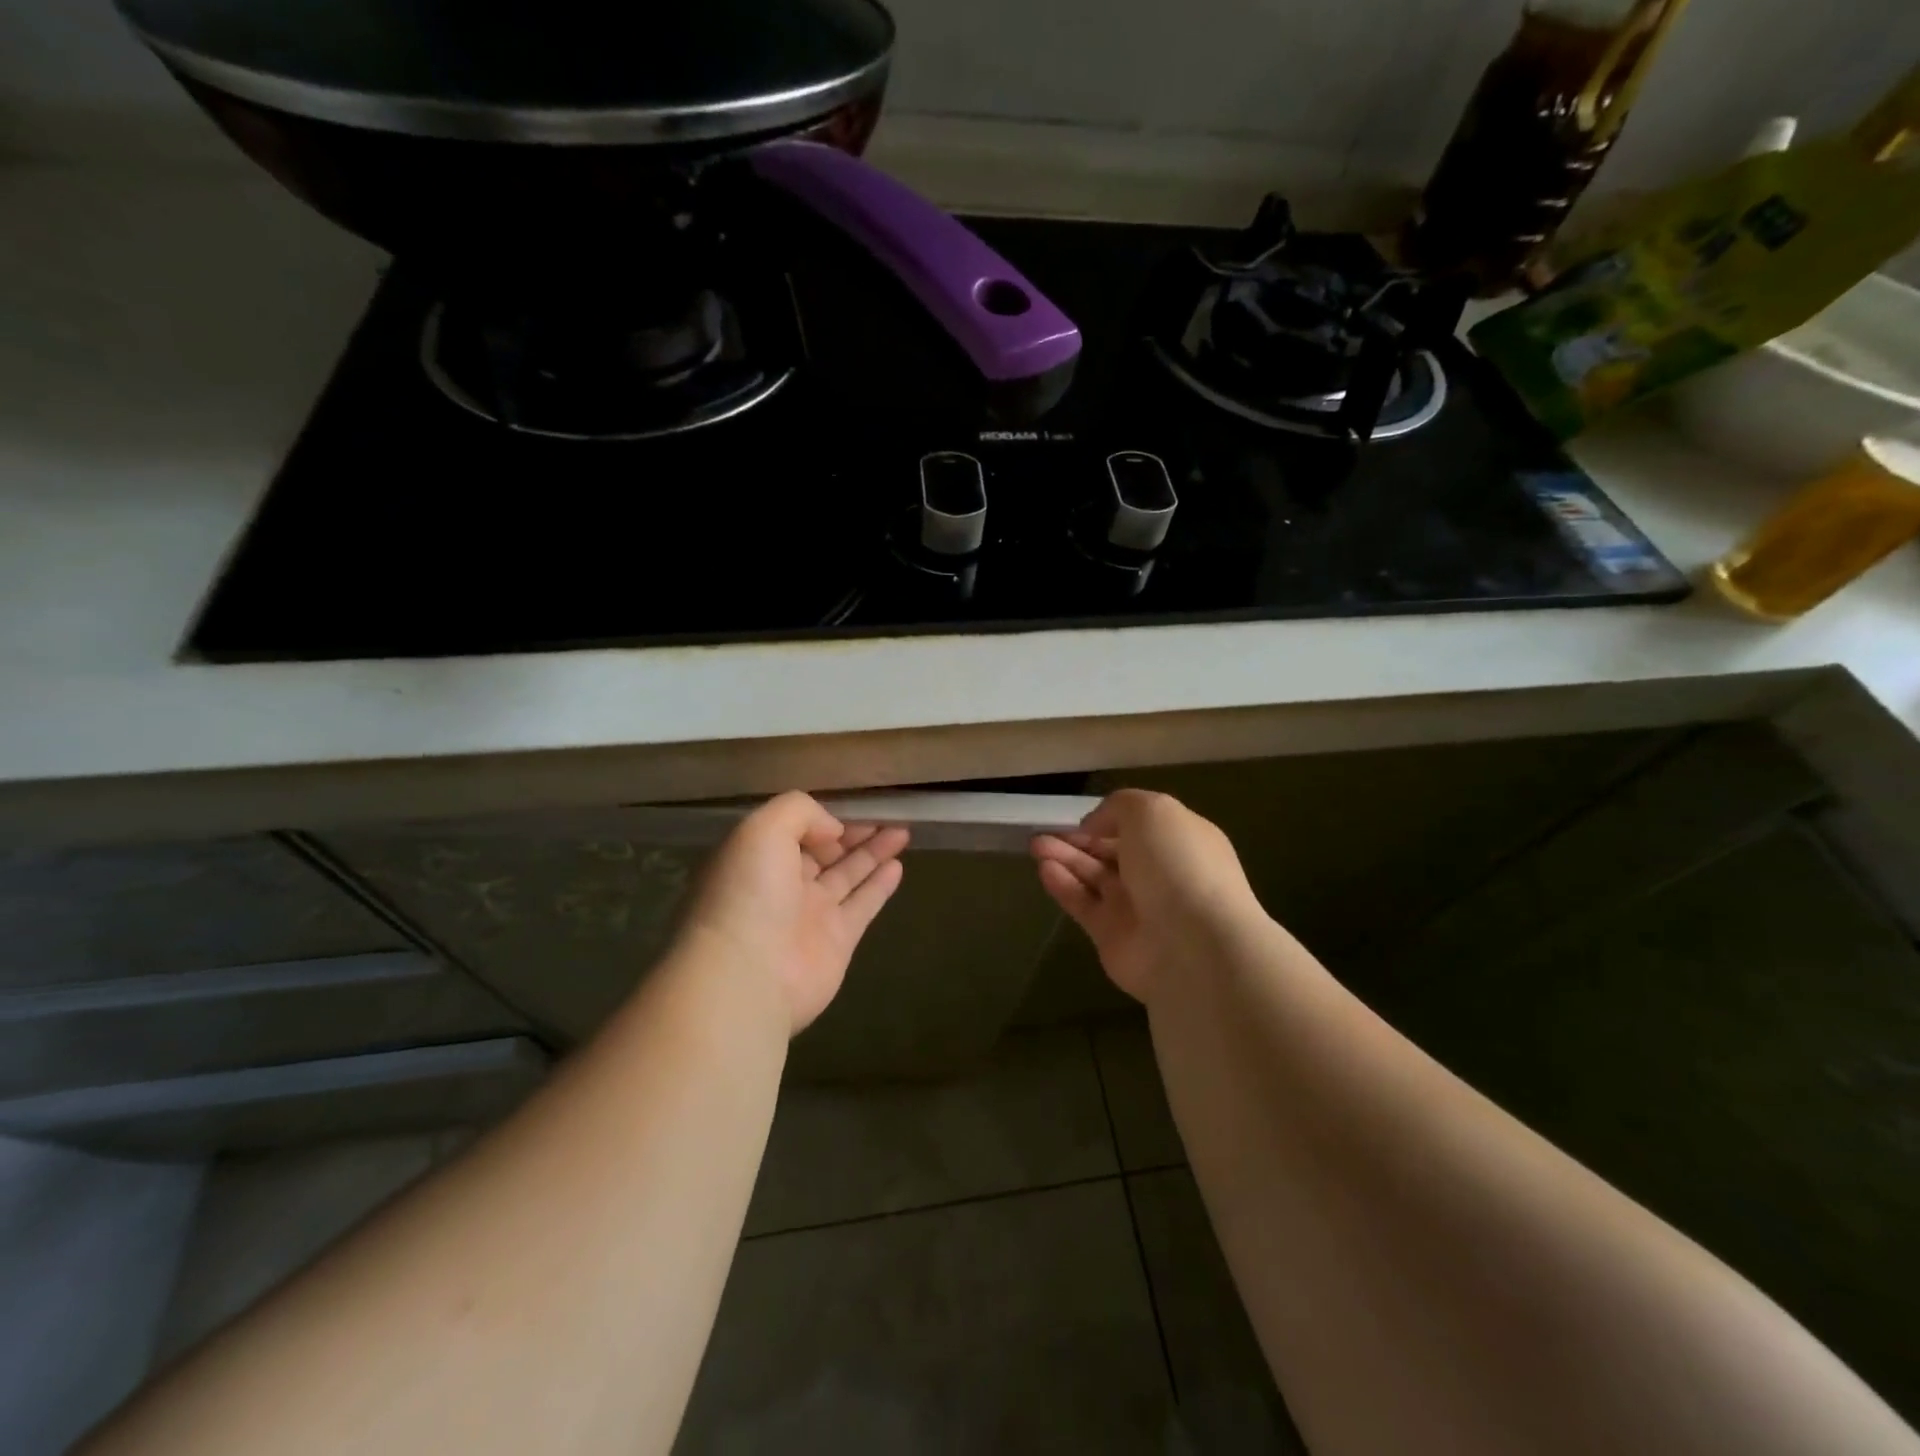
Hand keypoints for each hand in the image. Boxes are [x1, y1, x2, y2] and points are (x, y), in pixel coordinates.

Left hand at [680, 792, 908, 1034]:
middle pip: (824, 851)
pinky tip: (898, 865)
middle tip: (887, 814)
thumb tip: (832, 831)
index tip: (852, 806)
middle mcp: (782, 885)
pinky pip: (863, 905)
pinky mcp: (837, 942)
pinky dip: (880, 885)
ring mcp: (810, 915)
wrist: (749, 975)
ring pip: (848, 875)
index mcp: (757, 858)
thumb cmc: (749, 893)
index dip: (823, 818)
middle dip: (853, 833)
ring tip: (903, 831)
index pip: (795, 830)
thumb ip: (800, 813)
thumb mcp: (762, 829)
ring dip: (873, 852)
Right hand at [1032, 789, 1261, 1003]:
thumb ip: (1119, 807)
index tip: (1081, 817)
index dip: (1109, 819)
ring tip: (1035, 845)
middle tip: (1044, 830)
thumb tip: (1095, 826)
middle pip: (1112, 851)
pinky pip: (1083, 904)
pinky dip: (1063, 885)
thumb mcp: (1152, 811)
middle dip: (1079, 839)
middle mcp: (1160, 873)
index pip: (1140, 826)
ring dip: (1065, 858)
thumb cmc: (1177, 865)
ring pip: (1093, 876)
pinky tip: (1044, 869)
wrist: (1192, 944)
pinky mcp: (1112, 935)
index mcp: (1180, 841)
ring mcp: (1136, 906)